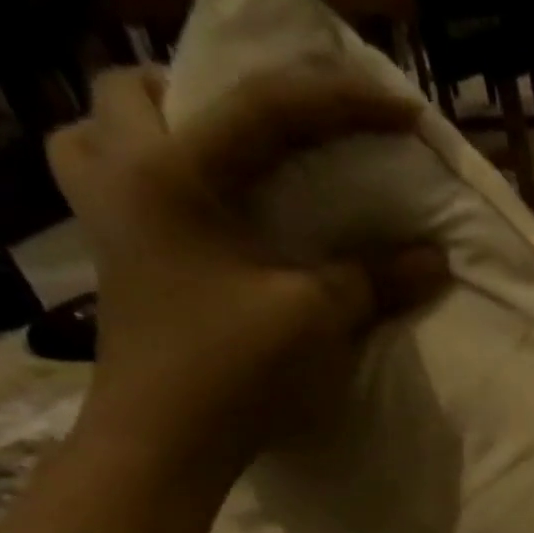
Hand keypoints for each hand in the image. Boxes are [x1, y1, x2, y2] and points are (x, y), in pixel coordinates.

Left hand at [48, 63, 446, 484]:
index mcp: (171, 172)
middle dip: (199, 91)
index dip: (344, 104)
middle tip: (260, 133)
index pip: (268, 109)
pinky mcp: (114, 266)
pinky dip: (151, 185)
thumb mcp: (315, 318)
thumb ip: (373, 279)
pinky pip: (114, 189)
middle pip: (137, 89)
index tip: (404, 112)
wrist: (165, 443)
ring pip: (100, 134)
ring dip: (156, 134)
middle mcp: (122, 176)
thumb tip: (434, 259)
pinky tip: (199, 224)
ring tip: (215, 166)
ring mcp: (105, 222)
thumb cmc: (231, 369)